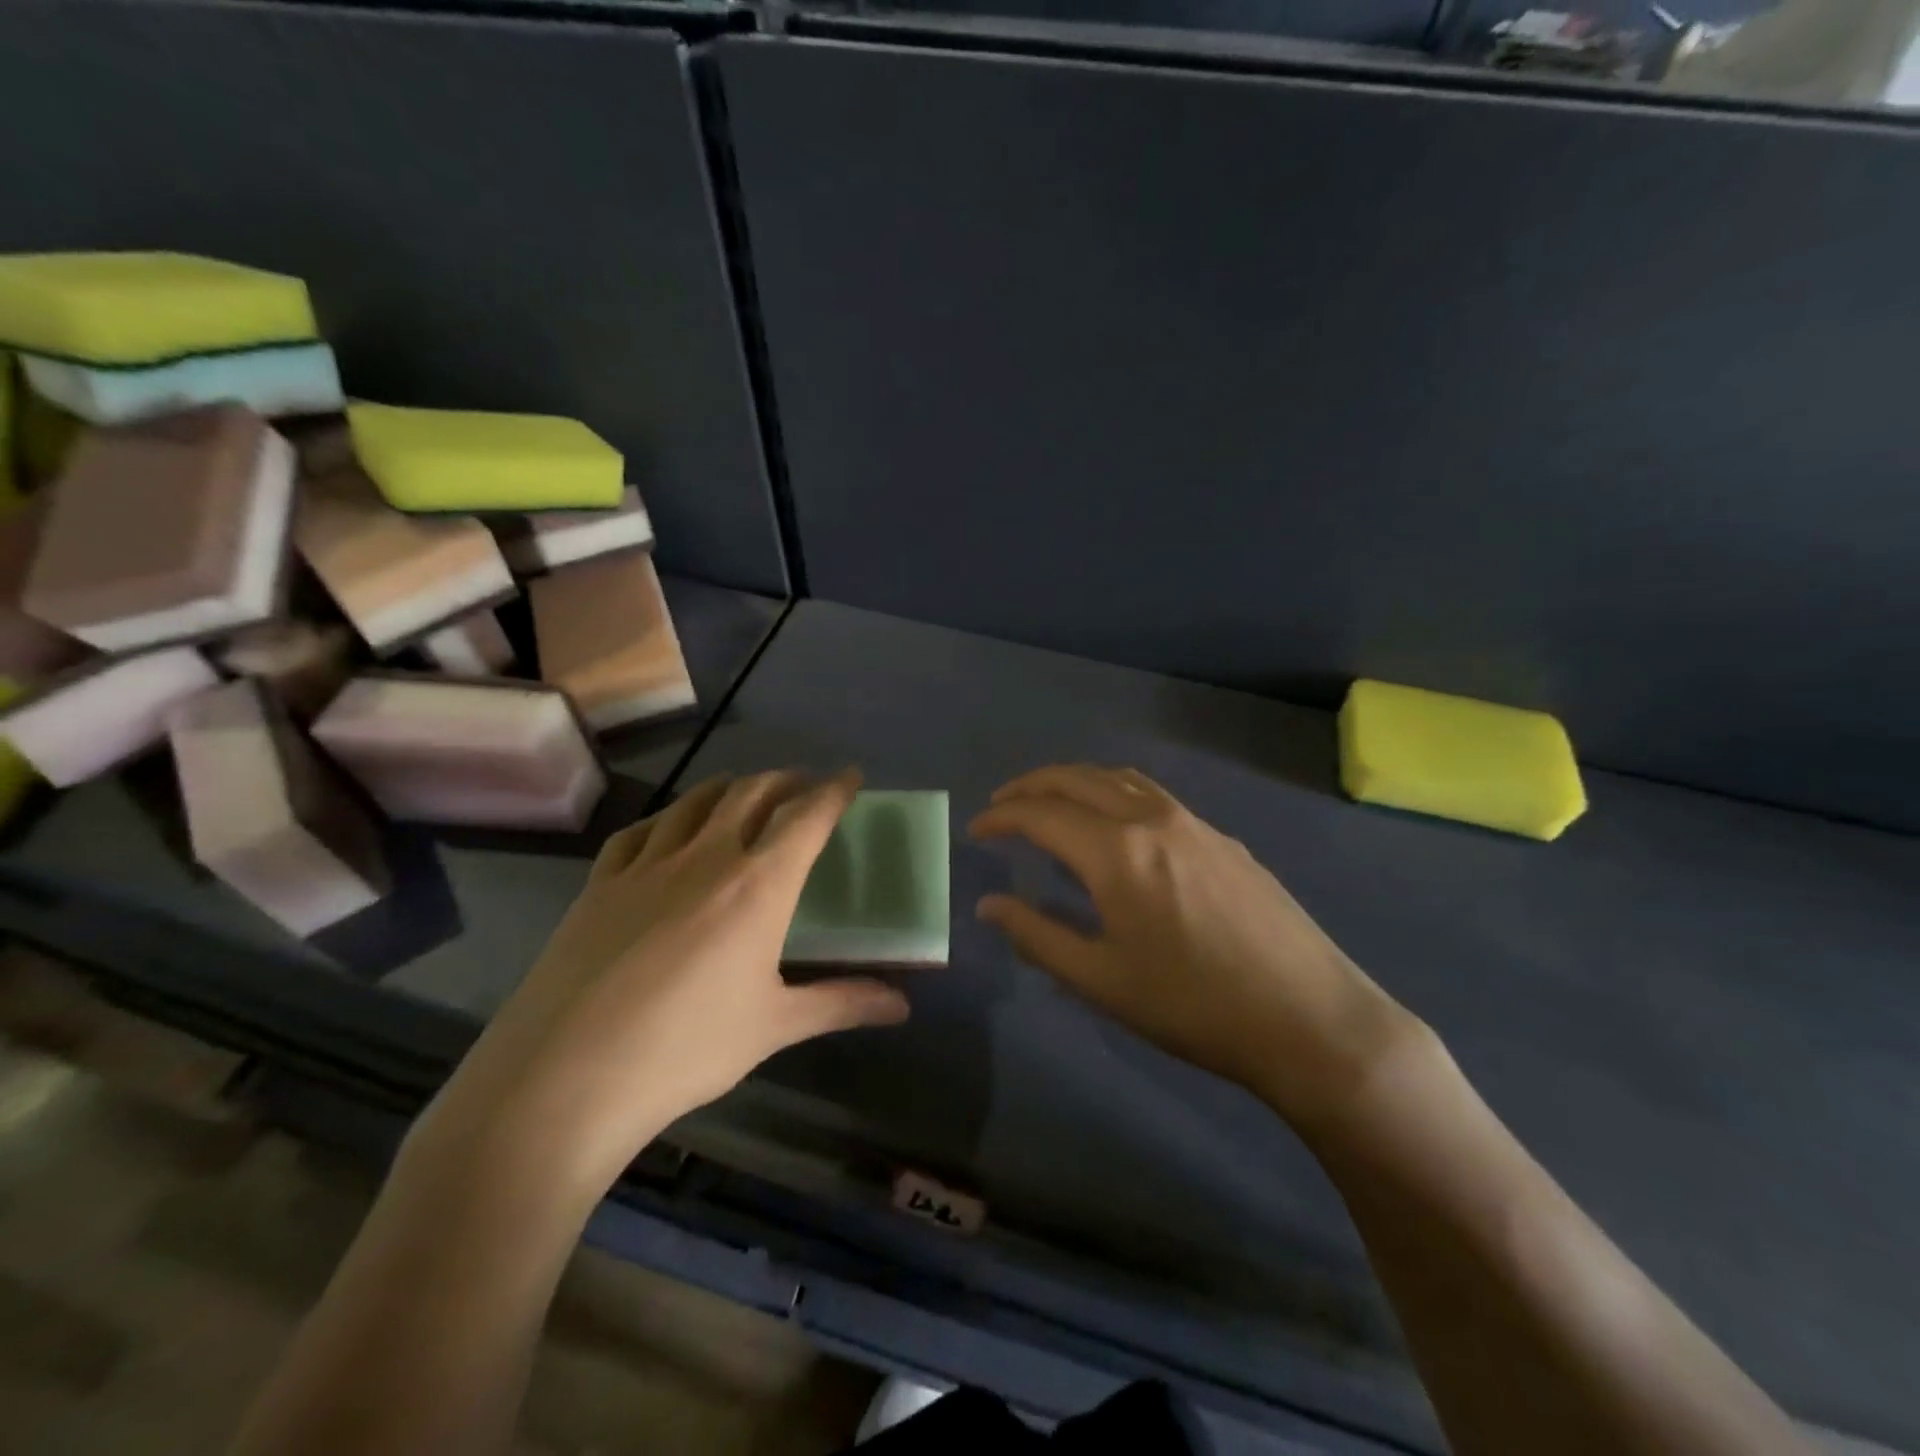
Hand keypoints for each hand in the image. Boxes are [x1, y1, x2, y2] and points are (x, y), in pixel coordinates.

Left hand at [412, 770, 909, 1198]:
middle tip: (804, 786)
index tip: (851, 776)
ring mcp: (647, 864)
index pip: (806, 816)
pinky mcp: (600, 883)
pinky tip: (670, 830)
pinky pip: (641, 831)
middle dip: (786, 780)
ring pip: (697, 800)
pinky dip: (669, 818)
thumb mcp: (774, 1027)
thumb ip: (842, 1003)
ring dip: (732, 787)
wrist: (564, 1078)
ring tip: (747, 793)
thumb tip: (902, 1006)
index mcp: (758, 884)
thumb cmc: (686, 1049)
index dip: (834, 790)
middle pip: (753, 793)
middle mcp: (707, 857)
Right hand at [969, 765, 1421, 1136]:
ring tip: (1052, 803)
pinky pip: (1153, 796)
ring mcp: (1194, 823)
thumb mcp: (1101, 981)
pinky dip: (1115, 793)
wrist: (1309, 1020)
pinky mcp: (1223, 839)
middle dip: (1032, 785)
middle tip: (1002, 804)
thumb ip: (1037, 935)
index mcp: (1116, 851)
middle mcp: (1152, 819)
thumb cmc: (1193, 1007)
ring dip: (1076, 781)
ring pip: (1120, 778)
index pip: (1041, 814)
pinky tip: (1117, 827)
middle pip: (1078, 779)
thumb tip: (990, 904)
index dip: (1001, 816)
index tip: (976, 830)